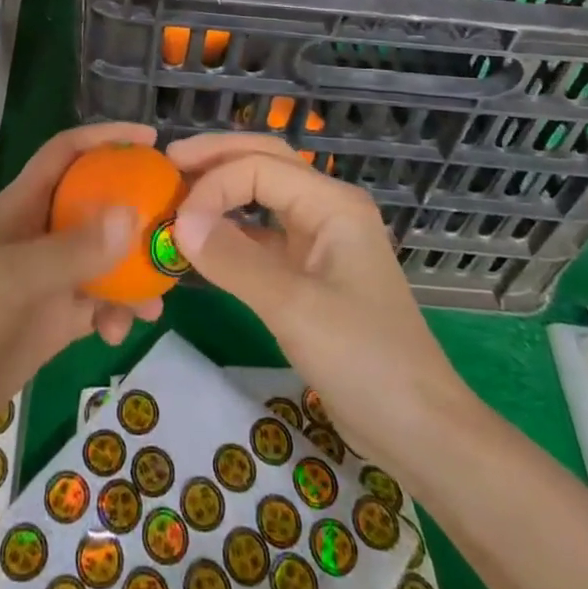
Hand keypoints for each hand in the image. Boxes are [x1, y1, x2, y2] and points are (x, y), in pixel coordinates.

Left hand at [0, 122, 165, 451]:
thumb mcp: (15, 278)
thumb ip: (73, 250)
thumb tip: (132, 215)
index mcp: (25, 206)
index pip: (68, 152)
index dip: (106, 138)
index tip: (151, 139)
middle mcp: (41, 234)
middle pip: (97, 204)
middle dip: (136, 209)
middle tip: (177, 222)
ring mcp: (48, 278)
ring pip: (105, 259)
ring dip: (134, 271)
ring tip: (160, 294)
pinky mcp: (53, 320)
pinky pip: (98, 304)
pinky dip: (117, 312)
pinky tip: (124, 331)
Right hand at [169, 132, 473, 467]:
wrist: (419, 430)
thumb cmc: (364, 359)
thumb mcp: (294, 307)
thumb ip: (234, 260)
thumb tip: (178, 223)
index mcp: (332, 202)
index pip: (259, 167)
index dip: (213, 184)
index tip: (175, 219)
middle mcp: (326, 208)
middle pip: (264, 162)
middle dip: (216, 158)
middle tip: (168, 163)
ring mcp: (319, 240)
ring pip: (262, 196)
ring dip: (222, 192)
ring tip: (177, 192)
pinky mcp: (309, 272)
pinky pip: (262, 236)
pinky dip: (230, 233)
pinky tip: (200, 243)